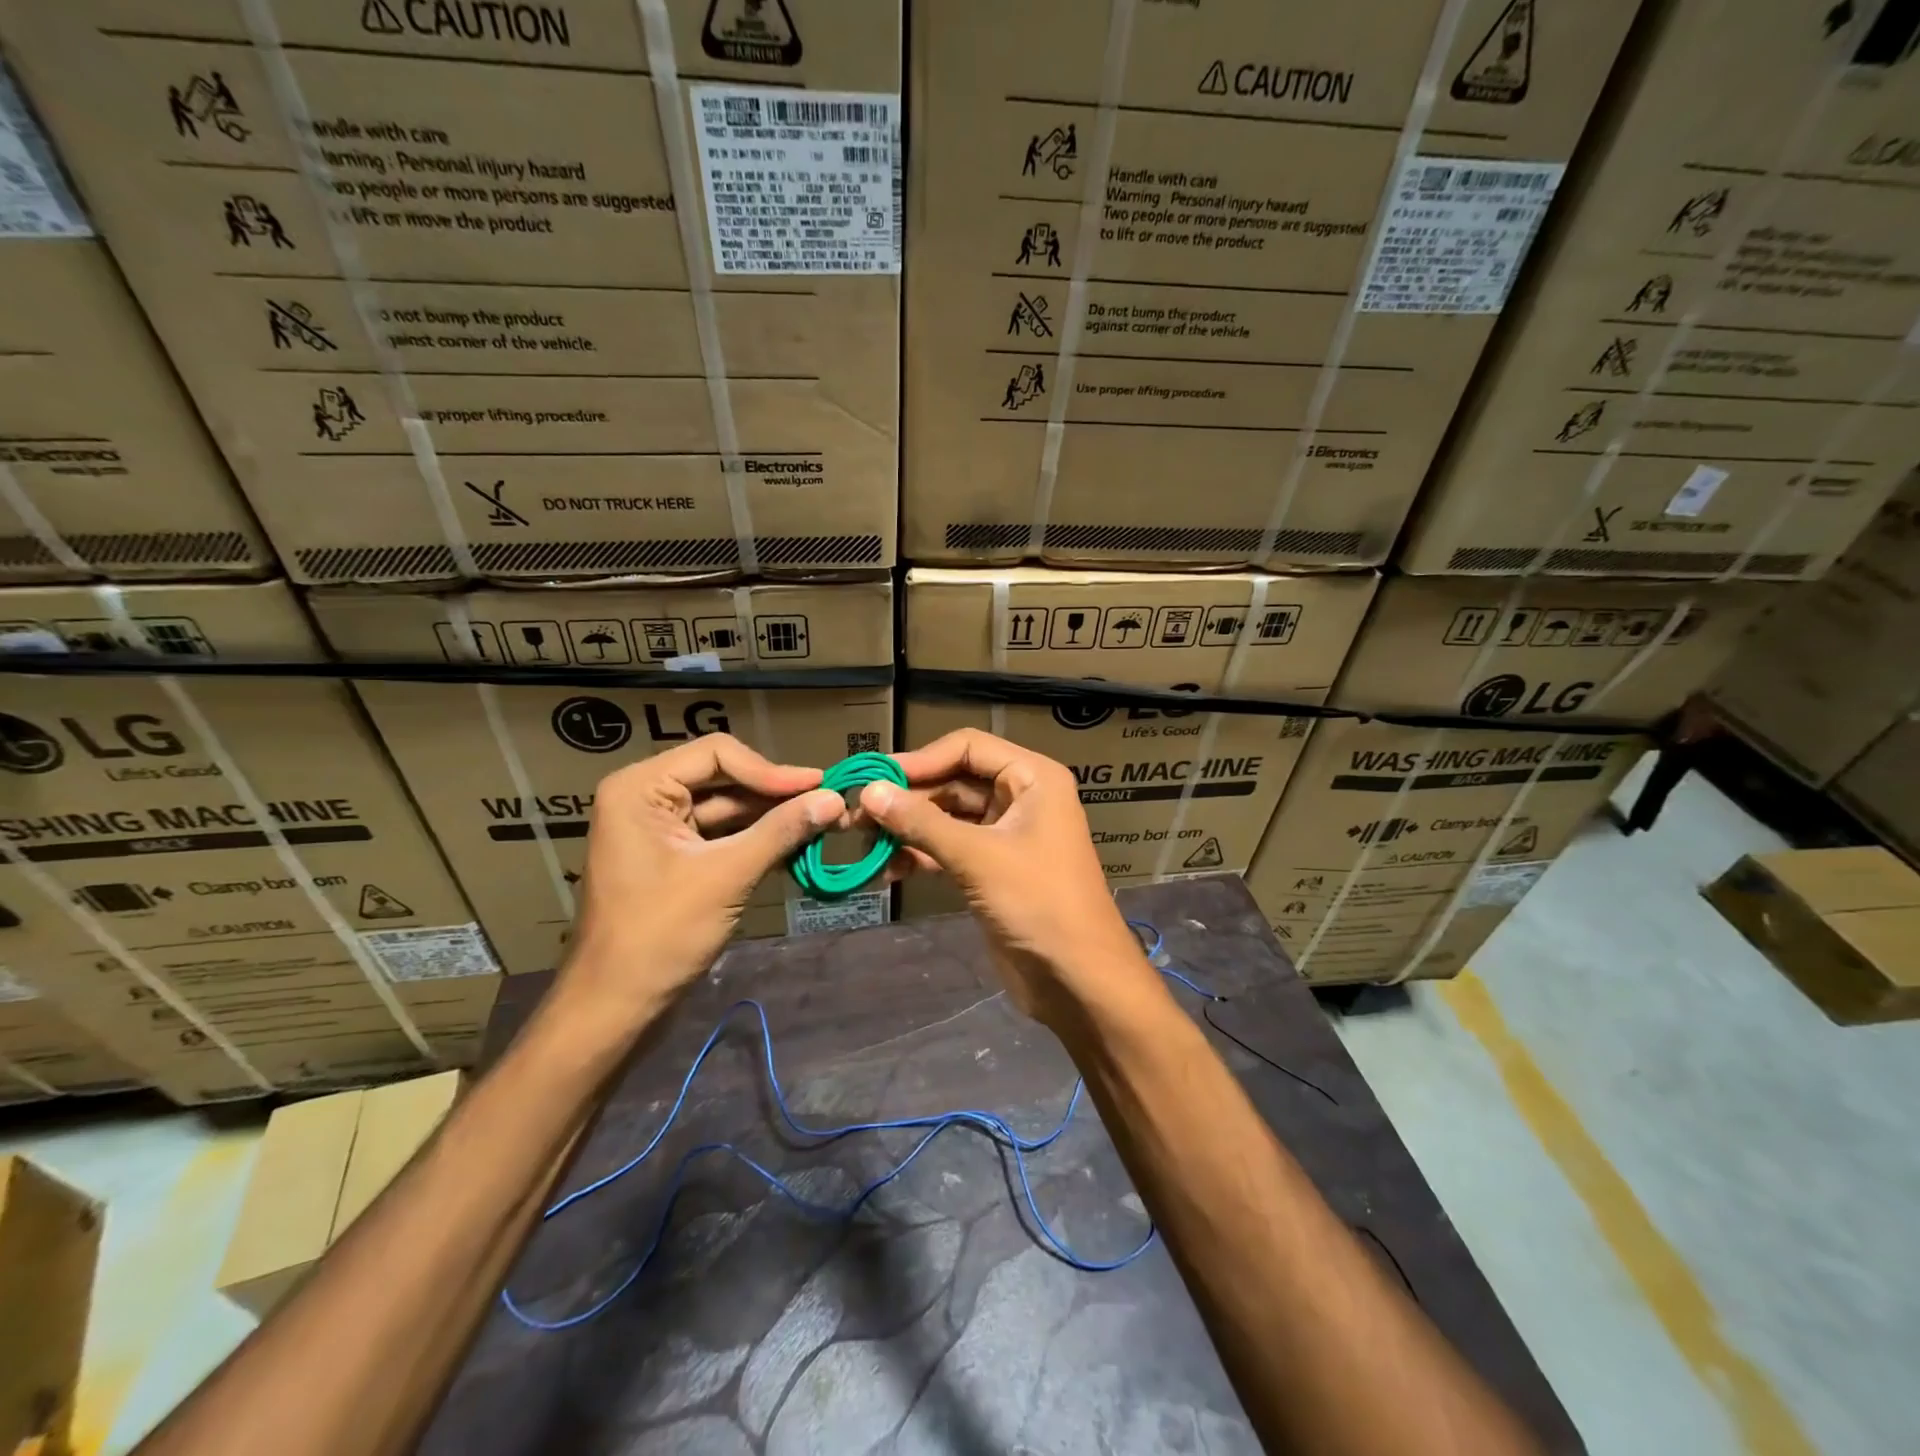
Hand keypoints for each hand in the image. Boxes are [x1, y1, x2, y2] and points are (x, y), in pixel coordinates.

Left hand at [556, 735, 842, 1036]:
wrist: (615, 1006)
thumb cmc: (660, 934)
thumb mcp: (727, 876)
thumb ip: (781, 831)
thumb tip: (836, 799)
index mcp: (641, 788)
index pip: (717, 754)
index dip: (771, 769)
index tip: (819, 786)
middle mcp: (646, 797)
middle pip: (724, 777)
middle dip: (776, 793)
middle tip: (830, 802)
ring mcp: (659, 828)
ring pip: (727, 807)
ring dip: (772, 816)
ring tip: (823, 822)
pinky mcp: (673, 857)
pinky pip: (721, 835)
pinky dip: (757, 839)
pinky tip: (797, 844)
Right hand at [859, 729, 1157, 1028]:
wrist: (1078, 978)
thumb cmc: (1038, 902)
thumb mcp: (977, 857)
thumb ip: (921, 822)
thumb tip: (869, 792)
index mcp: (1032, 778)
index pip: (968, 747)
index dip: (921, 759)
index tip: (875, 778)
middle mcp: (1020, 797)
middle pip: (954, 781)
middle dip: (909, 798)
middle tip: (858, 816)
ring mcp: (1005, 834)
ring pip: (948, 817)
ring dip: (909, 828)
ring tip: (865, 843)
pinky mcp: (992, 869)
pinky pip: (950, 848)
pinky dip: (921, 854)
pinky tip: (889, 869)